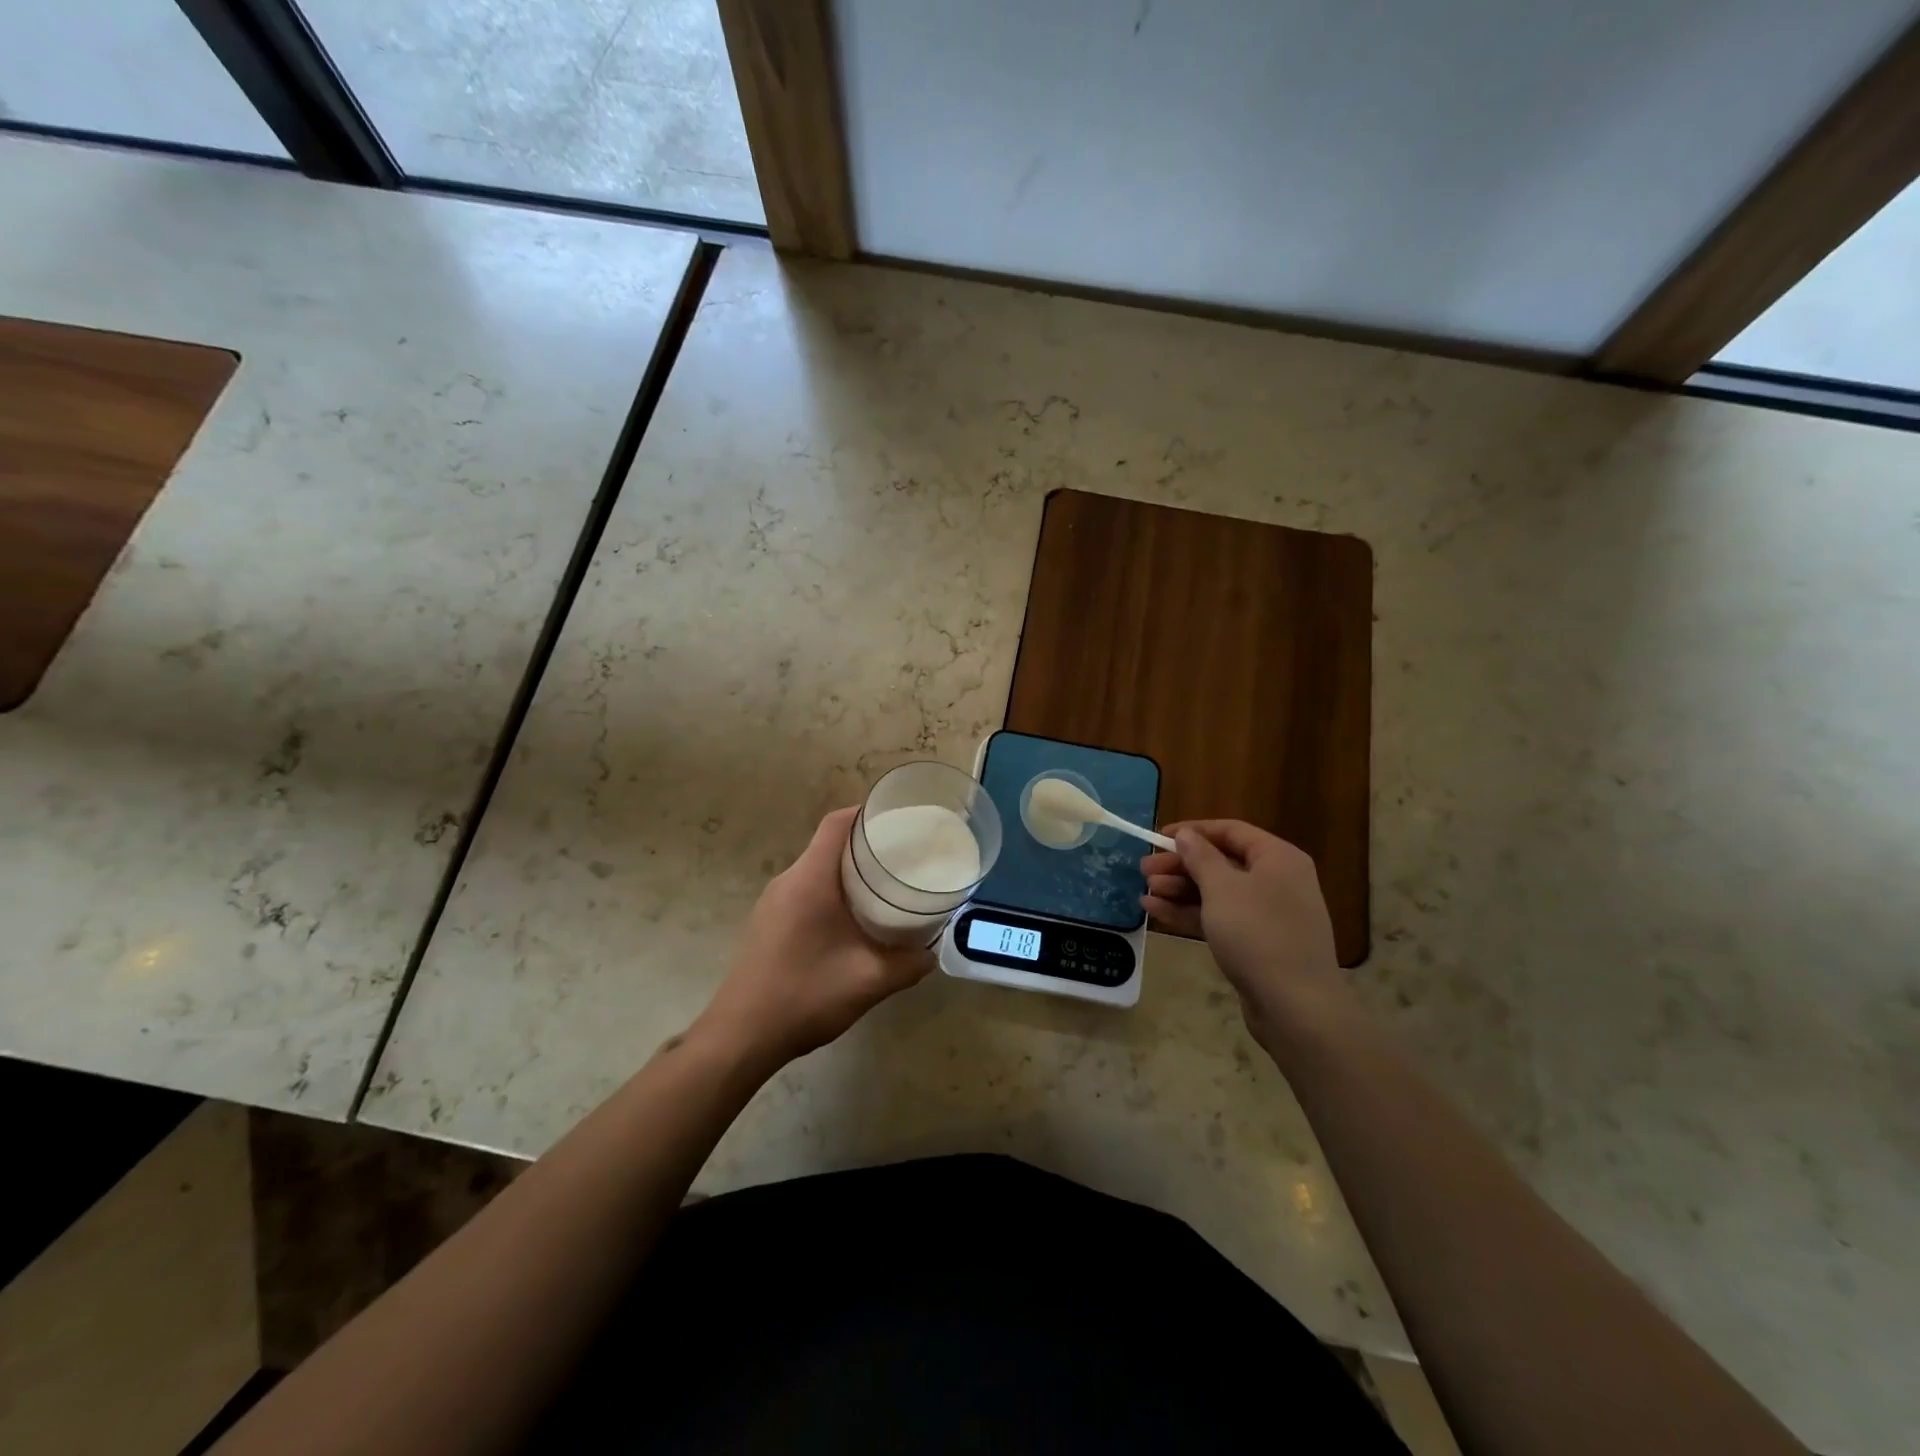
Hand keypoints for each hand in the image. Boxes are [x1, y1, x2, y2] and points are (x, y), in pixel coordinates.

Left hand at [696, 806, 934, 1069]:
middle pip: (829, 844)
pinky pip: (806, 891)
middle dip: (867, 845)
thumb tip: (931, 952)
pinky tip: (855, 919)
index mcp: (810, 880)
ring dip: (850, 871)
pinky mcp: (768, 922)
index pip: (836, 824)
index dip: (866, 813)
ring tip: (887, 886)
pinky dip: (833, 892)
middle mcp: (788, 881)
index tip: (899, 819)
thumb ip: (908, 964)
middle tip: (905, 856)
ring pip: (818, 869)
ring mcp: (773, 902)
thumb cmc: (804, 997)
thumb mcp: (868, 982)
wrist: (740, 1038)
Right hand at [1141, 820, 1353, 1054]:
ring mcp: (1267, 914)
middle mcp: (1276, 880)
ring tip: (1145, 892)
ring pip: (1217, 892)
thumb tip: (1187, 835)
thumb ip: (1200, 856)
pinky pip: (1219, 917)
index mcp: (1277, 858)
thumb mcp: (1222, 888)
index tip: (1158, 837)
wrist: (1295, 1006)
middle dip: (1180, 865)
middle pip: (1221, 862)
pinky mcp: (1257, 943)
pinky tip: (1157, 912)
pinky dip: (1190, 913)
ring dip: (1180, 890)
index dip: (1193, 831)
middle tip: (1144, 870)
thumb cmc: (1258, 933)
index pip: (1230, 831)